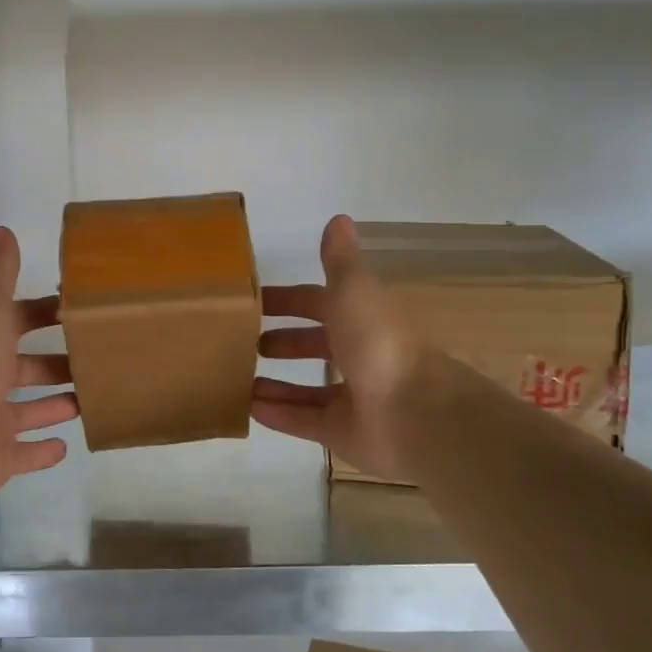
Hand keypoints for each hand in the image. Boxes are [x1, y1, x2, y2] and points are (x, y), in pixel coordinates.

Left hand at [0, 227, 79, 499]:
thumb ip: (0, 271)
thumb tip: (3, 230)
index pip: (18, 322)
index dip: (43, 314)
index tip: (78, 312)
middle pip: (26, 369)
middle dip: (55, 365)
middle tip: (93, 361)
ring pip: (27, 411)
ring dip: (54, 405)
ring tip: (88, 401)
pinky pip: (23, 455)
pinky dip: (42, 452)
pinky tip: (66, 446)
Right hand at [252, 214, 452, 481]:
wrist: (415, 412)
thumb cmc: (378, 342)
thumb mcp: (353, 290)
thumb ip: (340, 260)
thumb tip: (338, 218)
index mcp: (361, 319)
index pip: (319, 303)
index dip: (289, 300)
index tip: (255, 301)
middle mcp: (359, 356)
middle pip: (315, 346)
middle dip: (283, 342)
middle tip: (245, 343)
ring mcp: (353, 398)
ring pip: (307, 389)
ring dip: (275, 382)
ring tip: (237, 379)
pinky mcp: (344, 433)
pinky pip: (304, 422)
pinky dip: (278, 414)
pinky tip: (249, 409)